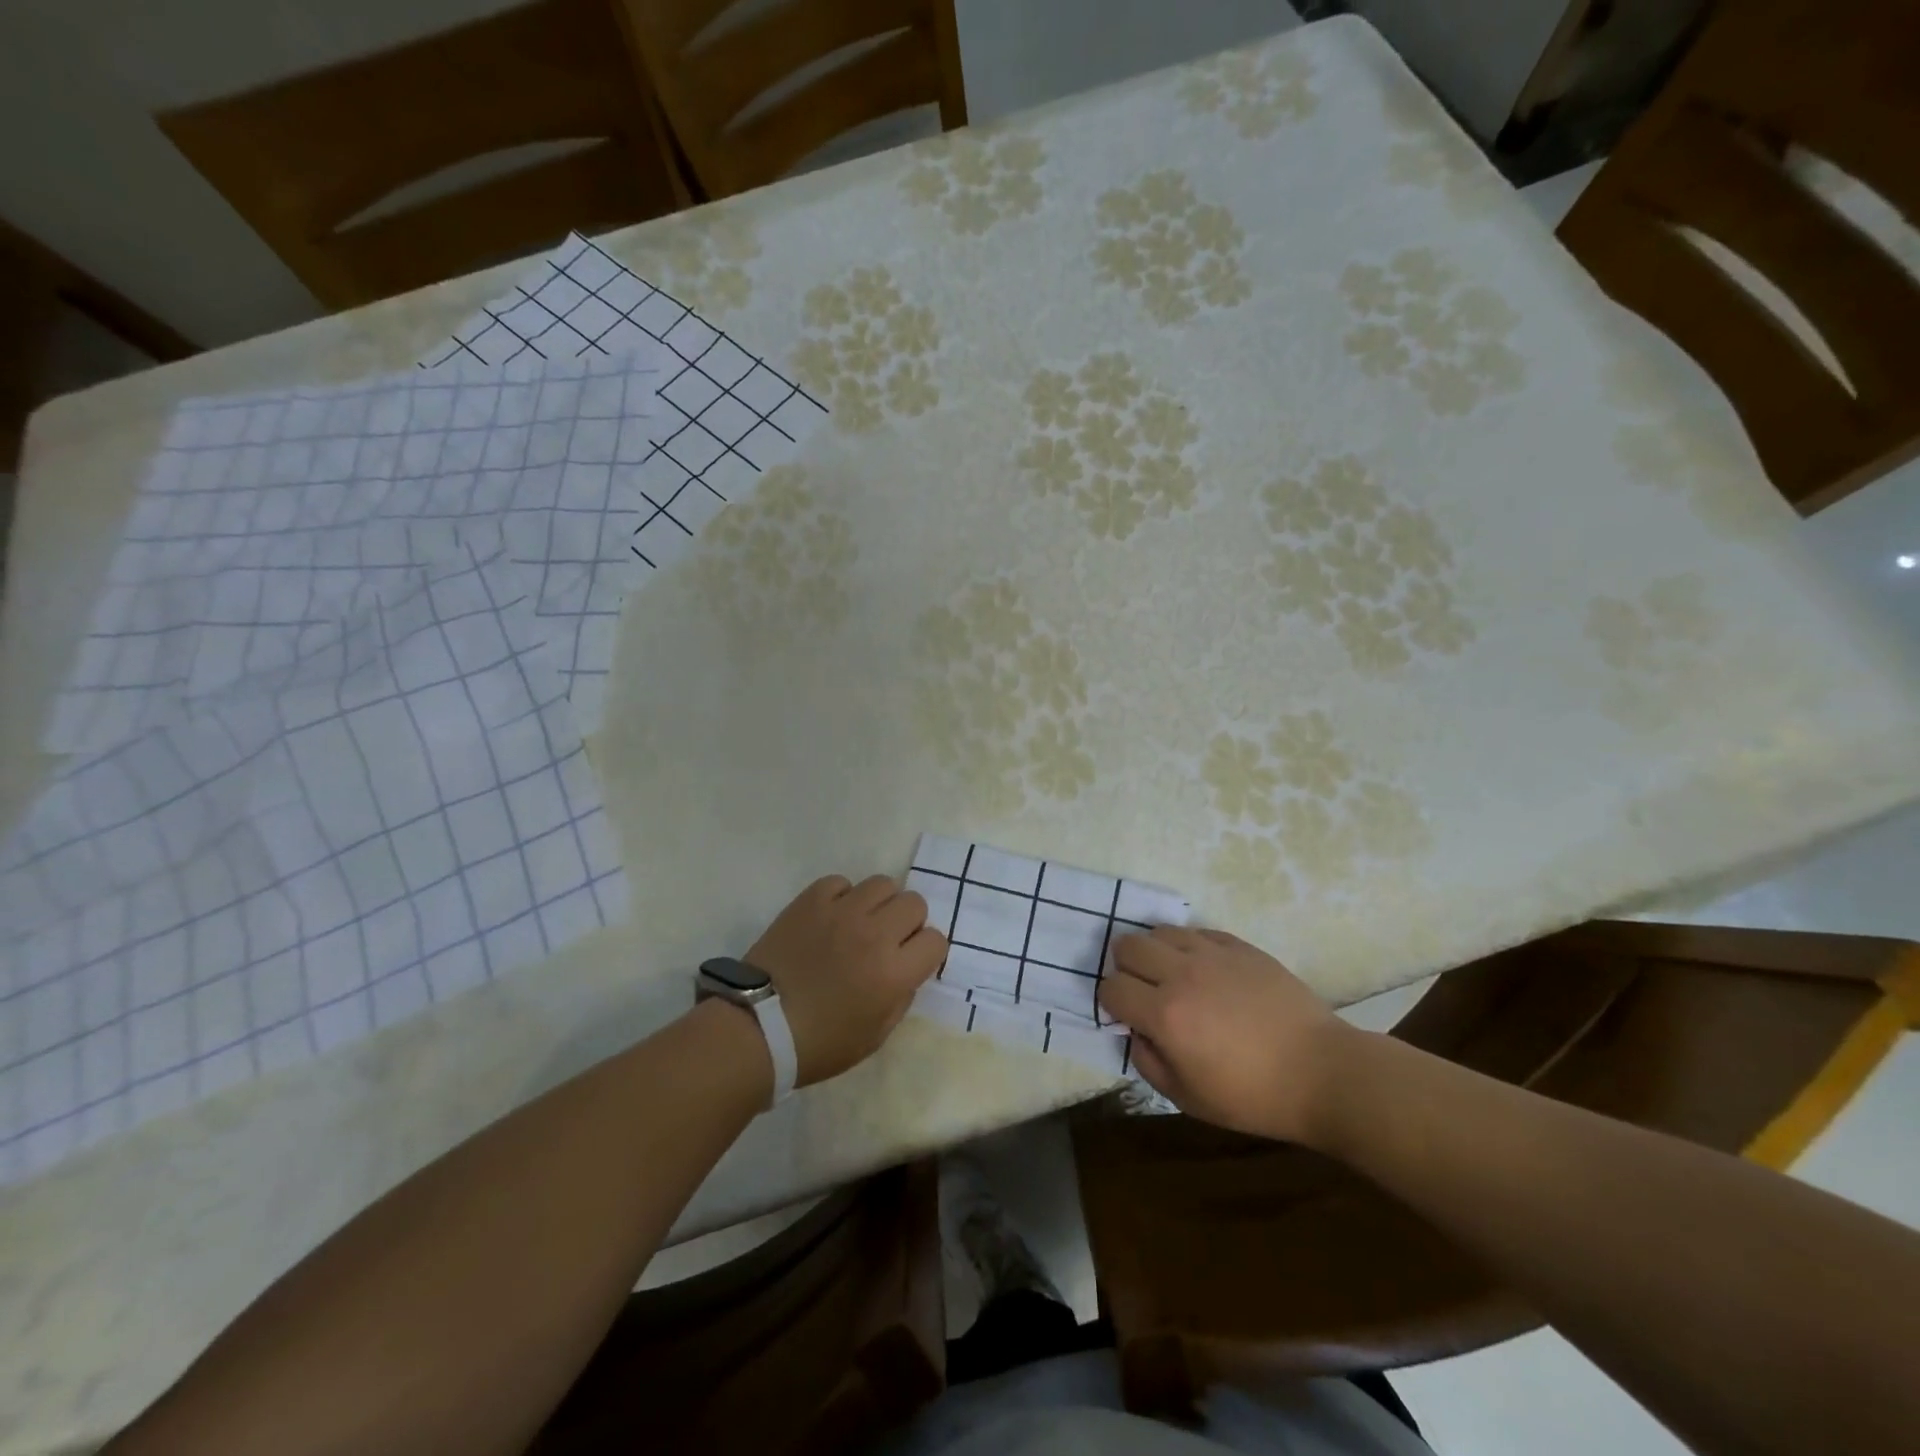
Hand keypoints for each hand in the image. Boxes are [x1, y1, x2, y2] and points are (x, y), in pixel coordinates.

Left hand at [744, 874, 947, 1086]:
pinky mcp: (811, 901)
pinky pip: (841, 882)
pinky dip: (842, 897)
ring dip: (879, 904)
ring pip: (882, 883)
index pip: (936, 941)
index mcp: (894, 973)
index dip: (927, 952)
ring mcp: (842, 912)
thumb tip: (907, 969)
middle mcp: (875, 934)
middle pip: (914, 903)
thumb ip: (901, 997)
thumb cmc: (819, 1043)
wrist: (758, 1027)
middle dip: (908, 923)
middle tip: (887, 940)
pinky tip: (831, 917)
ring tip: (861, 923)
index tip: (911, 961)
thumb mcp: (875, 1036)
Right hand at [1097, 927, 1351, 1143]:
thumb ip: (1148, 1062)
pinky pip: (1198, 932)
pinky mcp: (1240, 946)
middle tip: (1145, 990)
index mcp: (1165, 1015)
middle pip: (1128, 945)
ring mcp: (1213, 955)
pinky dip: (1191, 947)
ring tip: (1175, 976)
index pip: (1112, 988)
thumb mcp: (1189, 1099)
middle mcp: (1181, 974)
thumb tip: (1135, 1032)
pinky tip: (1207, 971)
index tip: (1127, 1016)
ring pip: (1161, 931)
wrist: (1323, 1072)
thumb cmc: (1254, 1096)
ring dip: (1157, 952)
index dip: (1112, 1002)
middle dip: (1126, 967)